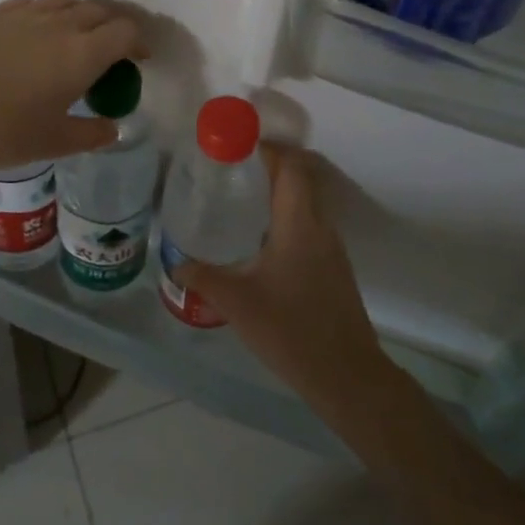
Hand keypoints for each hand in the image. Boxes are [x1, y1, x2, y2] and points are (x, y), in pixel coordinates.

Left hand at [0, 0, 145, 172]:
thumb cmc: (4, 131)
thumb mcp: (55, 143)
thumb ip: (91, 134)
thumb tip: (113, 128)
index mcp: (82, 54)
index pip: (125, 32)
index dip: (138, 42)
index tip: (137, 59)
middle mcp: (60, 25)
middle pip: (98, 10)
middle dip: (111, 27)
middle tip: (107, 51)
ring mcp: (25, 14)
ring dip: (78, 14)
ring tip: (72, 36)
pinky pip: (31, 3)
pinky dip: (44, 13)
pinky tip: (32, 33)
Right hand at [175, 145, 397, 416]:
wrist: (348, 377)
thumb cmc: (292, 331)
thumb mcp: (238, 303)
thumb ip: (204, 278)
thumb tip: (176, 264)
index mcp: (300, 224)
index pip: (290, 167)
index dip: (266, 149)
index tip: (235, 147)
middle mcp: (321, 227)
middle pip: (301, 179)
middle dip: (269, 166)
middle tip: (231, 170)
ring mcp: (332, 249)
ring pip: (307, 203)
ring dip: (279, 192)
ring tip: (240, 198)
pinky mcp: (333, 268)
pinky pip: (310, 225)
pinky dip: (287, 217)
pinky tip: (261, 240)